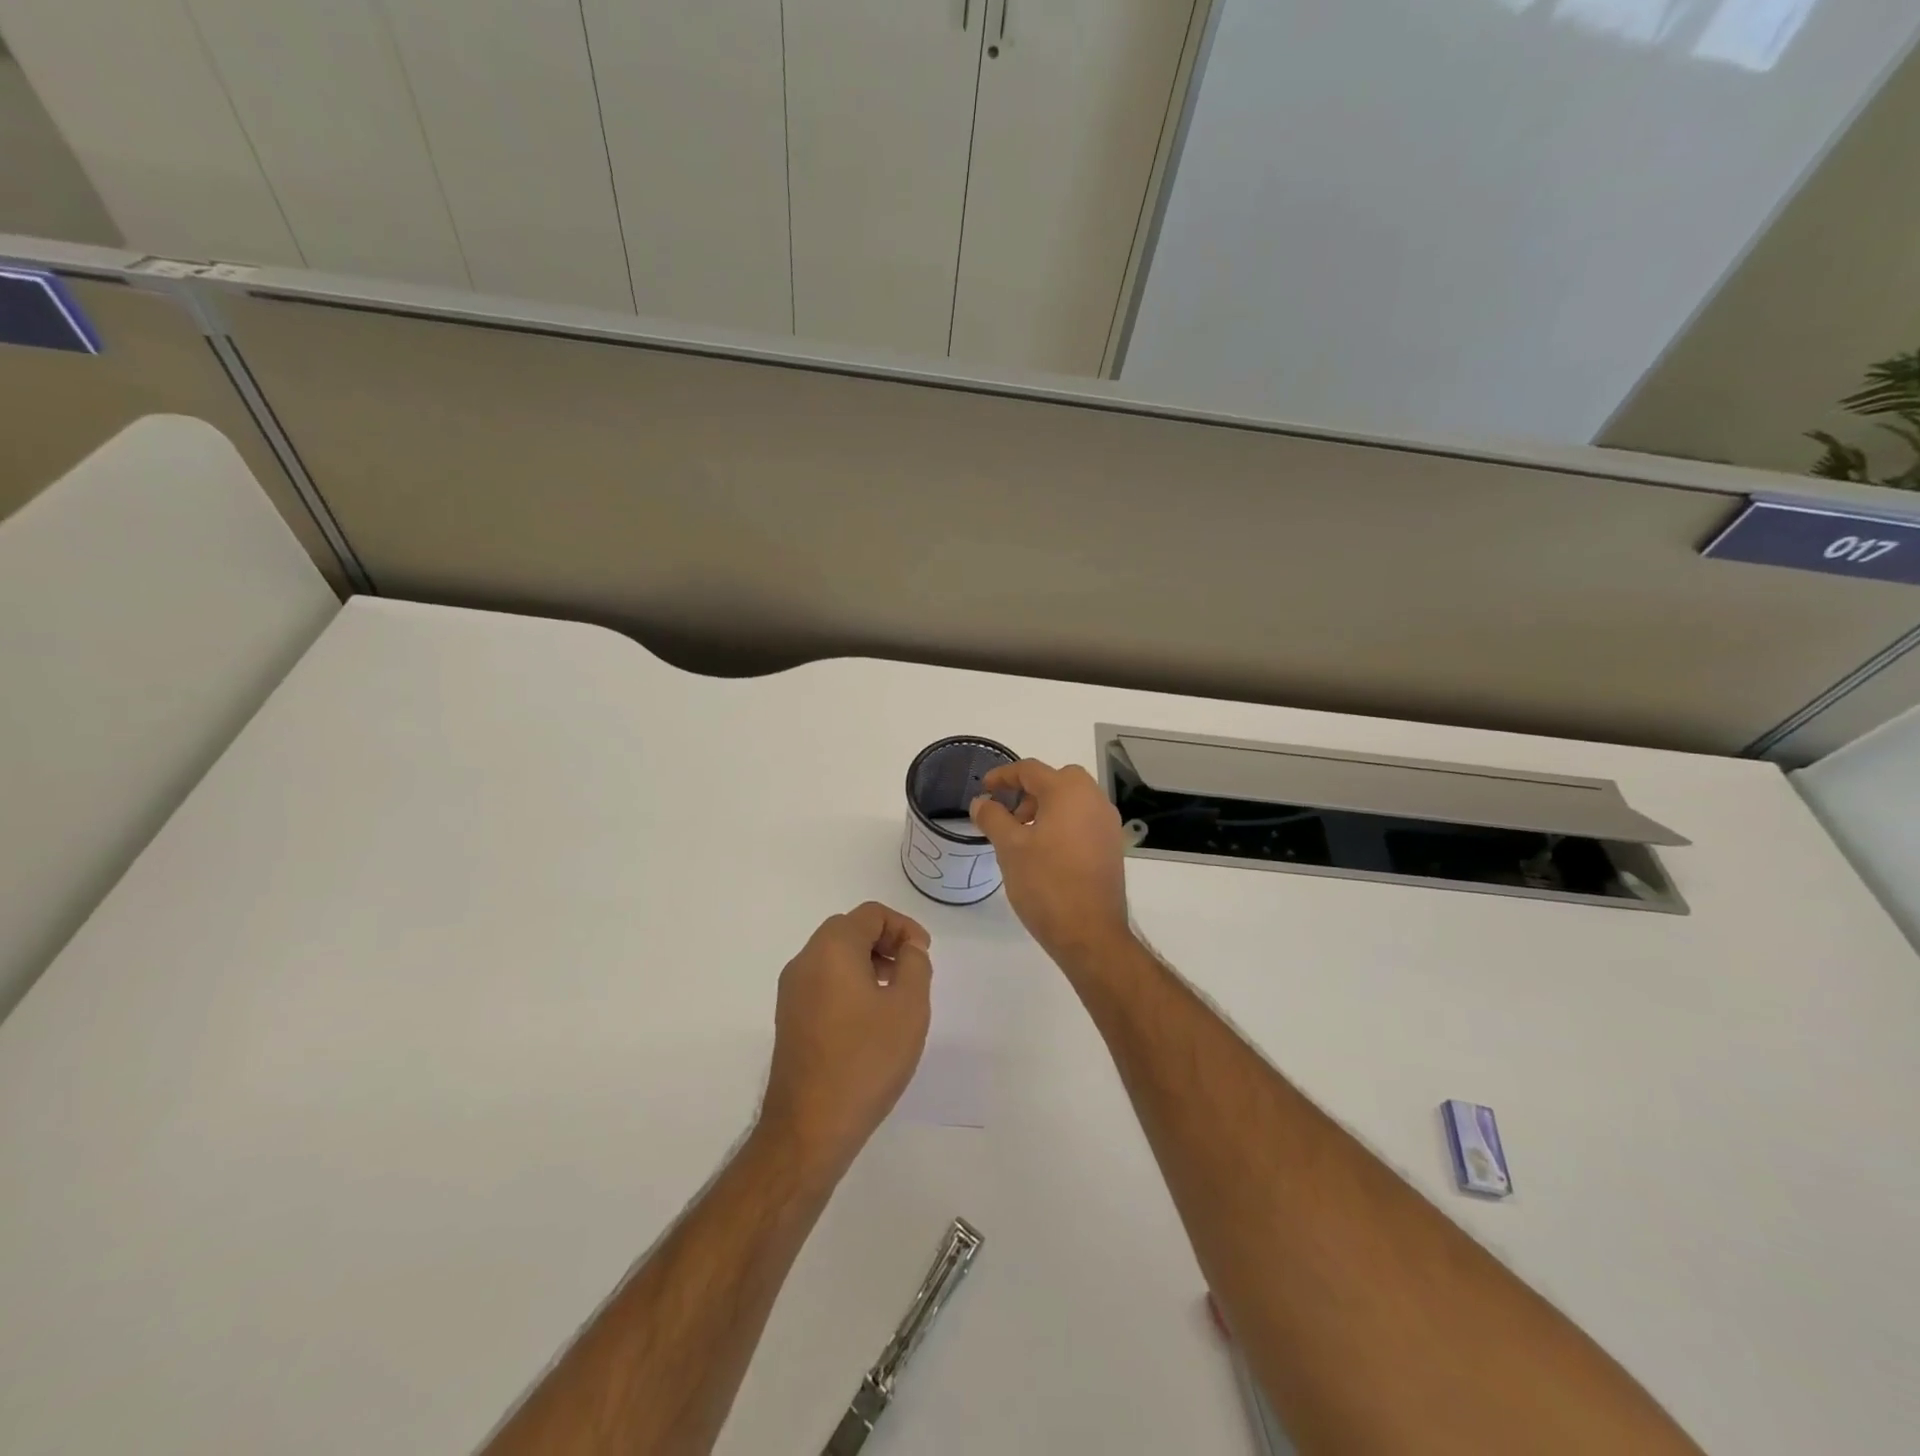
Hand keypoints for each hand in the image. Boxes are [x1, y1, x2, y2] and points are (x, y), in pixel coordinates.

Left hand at [760, 902, 932, 1172]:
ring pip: (834, 956)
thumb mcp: (909, 1007)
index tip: (924, 955)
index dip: (904, 927)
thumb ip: (915, 964)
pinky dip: (849, 983)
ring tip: (894, 996)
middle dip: (885, 942)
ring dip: (867, 962)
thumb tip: (908, 948)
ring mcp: (791, 990)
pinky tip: (869, 1019)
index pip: (871, 914)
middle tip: (911, 971)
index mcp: (832, 948)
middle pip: (849, 929)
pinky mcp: (789, 1017)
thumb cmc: (866, 1060)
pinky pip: (822, 981)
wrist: (809, 1126)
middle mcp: (805, 960)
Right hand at [969, 759, 1132, 967]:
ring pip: (1073, 800)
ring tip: (1024, 836)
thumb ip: (993, 818)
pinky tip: (1046, 852)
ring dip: (1047, 807)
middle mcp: (1094, 799)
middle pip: (1057, 780)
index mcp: (1069, 792)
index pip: (1030, 770)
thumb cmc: (1046, 884)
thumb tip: (981, 802)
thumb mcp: (1009, 848)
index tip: (984, 790)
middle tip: (1008, 815)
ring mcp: (1108, 823)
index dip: (1003, 776)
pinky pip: (1084, 820)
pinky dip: (1064, 823)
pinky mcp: (1112, 845)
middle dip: (1029, 791)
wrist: (1090, 933)